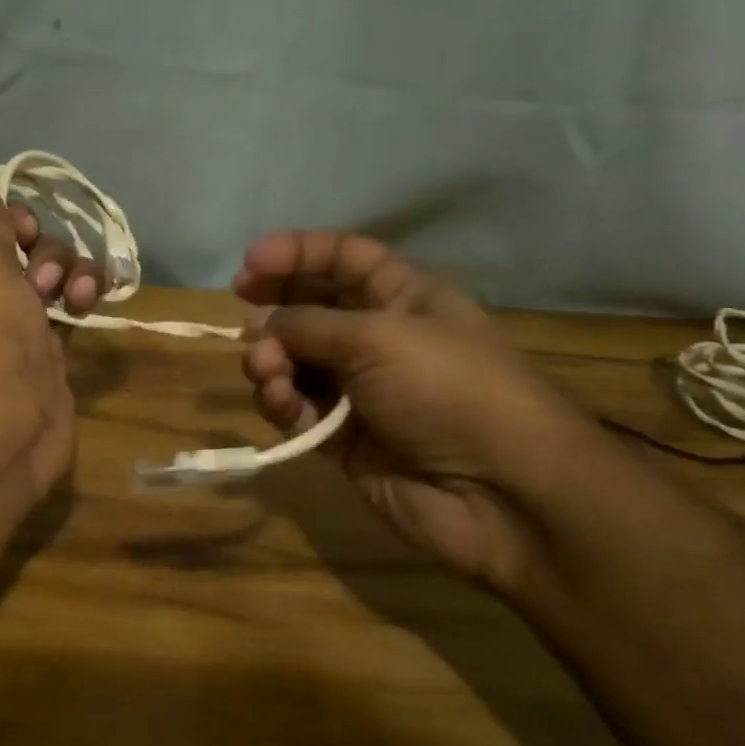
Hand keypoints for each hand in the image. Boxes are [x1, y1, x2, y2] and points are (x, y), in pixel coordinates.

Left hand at [0, 172, 104, 500]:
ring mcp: (22, 323)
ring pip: (57, 277)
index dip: (13, 221)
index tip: (24, 235)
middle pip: (30, 247)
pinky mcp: (52, 349)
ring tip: (80, 301)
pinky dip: (87, 299)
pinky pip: (73, 308)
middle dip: (48, 254)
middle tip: (43, 284)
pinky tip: (97, 304)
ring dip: (75, 275)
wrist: (6, 426)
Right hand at [235, 231, 591, 592]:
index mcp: (404, 297)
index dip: (298, 253)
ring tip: (266, 370)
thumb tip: (261, 323)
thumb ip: (309, 323)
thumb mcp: (378, 337)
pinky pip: (298, 409)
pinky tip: (282, 403)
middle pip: (312, 308)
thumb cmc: (448, 388)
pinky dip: (282, 403)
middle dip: (275, 308)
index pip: (344, 259)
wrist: (501, 492)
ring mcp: (360, 390)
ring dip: (272, 360)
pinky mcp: (344, 438)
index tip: (249, 261)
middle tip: (242, 314)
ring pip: (296, 362)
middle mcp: (380, 338)